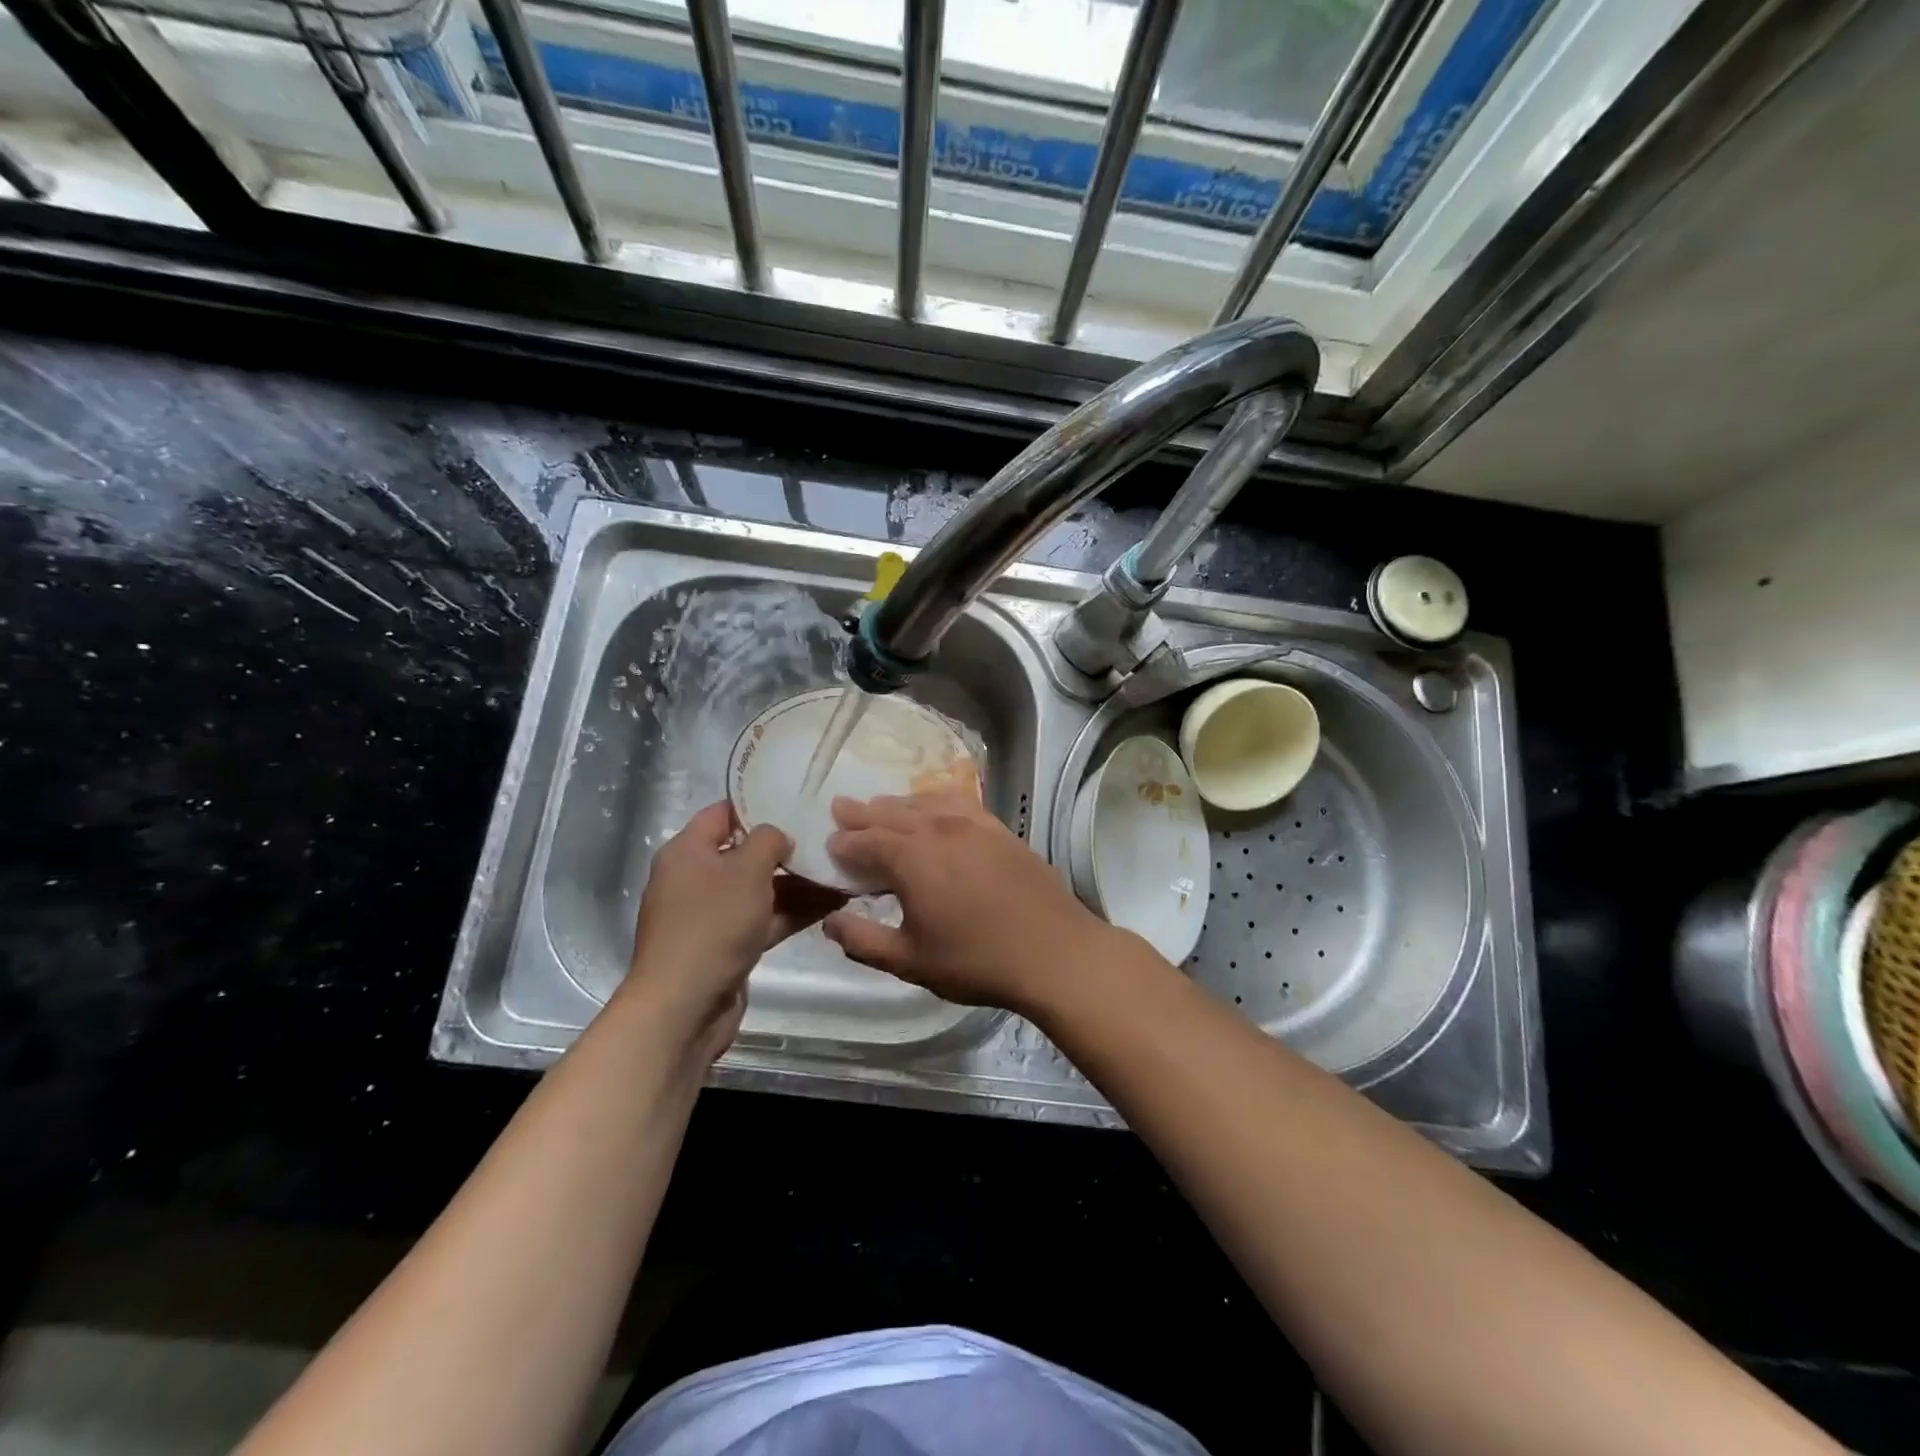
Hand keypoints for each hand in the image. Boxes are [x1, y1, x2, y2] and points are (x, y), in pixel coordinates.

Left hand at [623, 802, 842, 1059]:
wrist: (684, 1007)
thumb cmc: (712, 925)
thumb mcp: (746, 870)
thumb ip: (768, 840)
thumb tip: (779, 836)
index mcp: (687, 851)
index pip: (724, 812)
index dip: (759, 804)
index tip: (799, 800)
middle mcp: (696, 878)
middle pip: (746, 852)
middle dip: (788, 847)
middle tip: (830, 837)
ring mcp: (712, 915)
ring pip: (761, 888)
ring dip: (799, 882)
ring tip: (844, 870)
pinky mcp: (728, 945)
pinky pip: (765, 918)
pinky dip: (794, 911)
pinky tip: (834, 902)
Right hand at [822, 792, 1119, 1013]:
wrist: (1054, 952)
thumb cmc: (977, 960)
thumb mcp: (910, 962)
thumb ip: (864, 942)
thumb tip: (830, 922)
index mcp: (912, 859)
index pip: (867, 841)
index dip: (845, 842)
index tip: (829, 843)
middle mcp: (939, 830)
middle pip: (892, 814)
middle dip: (863, 812)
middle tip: (841, 807)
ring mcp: (974, 825)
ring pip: (925, 803)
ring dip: (898, 803)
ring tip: (881, 805)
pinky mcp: (1000, 830)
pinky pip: (960, 803)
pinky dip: (937, 800)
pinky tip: (936, 805)